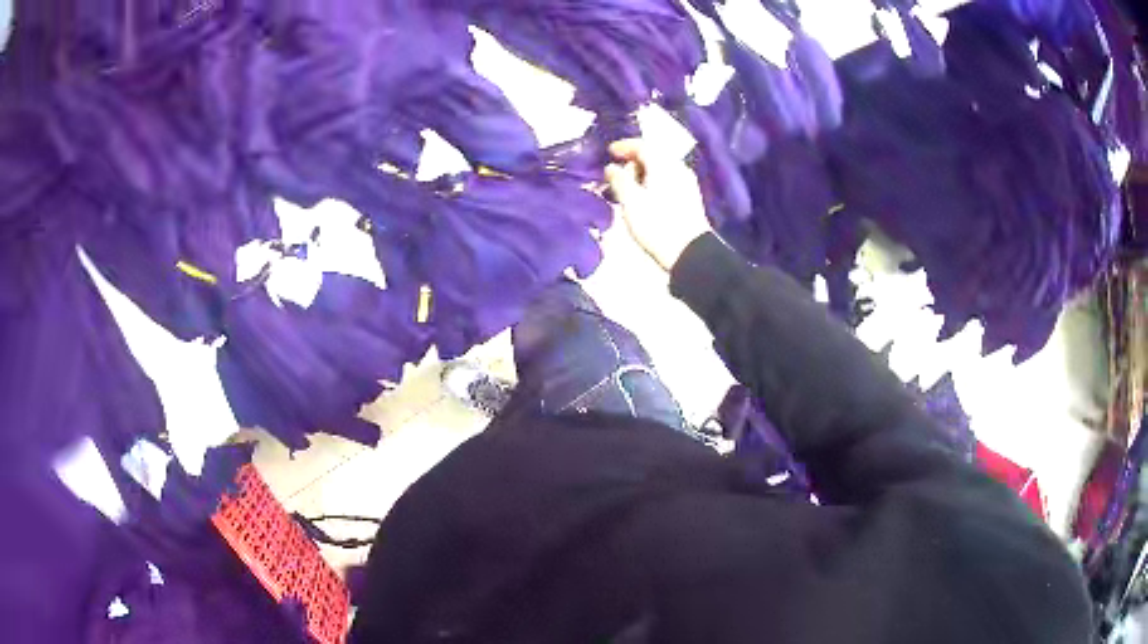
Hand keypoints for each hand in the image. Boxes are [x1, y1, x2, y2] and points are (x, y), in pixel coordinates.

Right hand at [605, 138, 711, 271]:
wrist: (689, 252)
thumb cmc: (656, 224)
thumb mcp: (630, 201)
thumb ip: (618, 179)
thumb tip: (611, 167)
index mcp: (663, 164)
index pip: (642, 145)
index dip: (623, 146)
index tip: (609, 152)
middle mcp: (677, 167)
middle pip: (653, 155)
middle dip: (632, 161)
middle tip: (616, 173)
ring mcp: (686, 182)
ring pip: (660, 168)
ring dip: (642, 173)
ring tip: (627, 187)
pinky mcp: (689, 197)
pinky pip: (667, 180)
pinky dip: (652, 181)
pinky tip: (644, 196)